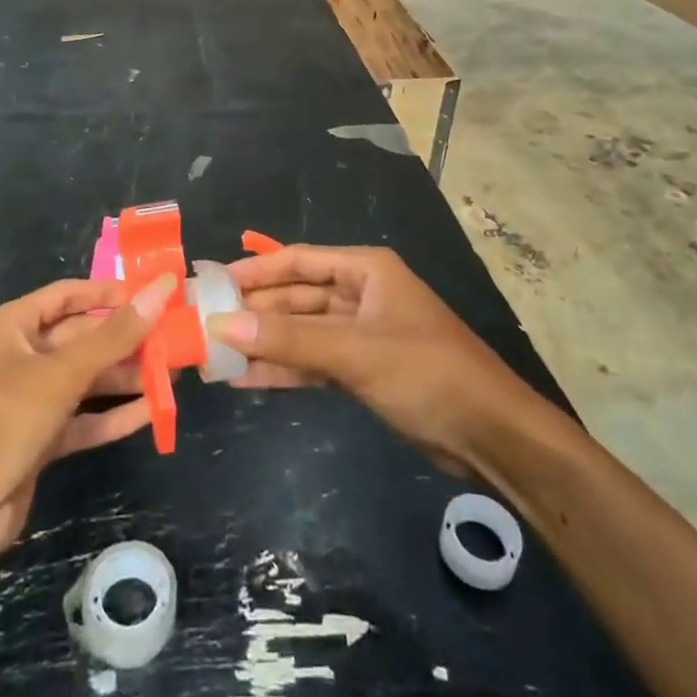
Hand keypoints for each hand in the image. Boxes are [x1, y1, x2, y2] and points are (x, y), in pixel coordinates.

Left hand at [0, 275, 174, 571]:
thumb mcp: (60, 373)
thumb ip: (114, 336)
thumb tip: (161, 290)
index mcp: (13, 326)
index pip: (69, 295)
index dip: (110, 293)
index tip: (154, 295)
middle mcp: (20, 357)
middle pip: (82, 338)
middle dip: (126, 338)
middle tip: (175, 337)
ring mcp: (29, 402)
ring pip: (86, 380)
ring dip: (125, 377)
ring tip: (173, 373)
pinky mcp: (38, 442)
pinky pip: (83, 420)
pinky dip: (113, 416)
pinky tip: (152, 412)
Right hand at [209, 246, 530, 478]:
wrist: (491, 436)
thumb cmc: (426, 372)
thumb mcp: (354, 352)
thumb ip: (288, 340)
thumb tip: (221, 326)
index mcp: (366, 270)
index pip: (298, 260)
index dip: (255, 270)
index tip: (213, 282)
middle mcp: (362, 294)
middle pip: (297, 296)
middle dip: (256, 311)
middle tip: (206, 323)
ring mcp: (362, 334)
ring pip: (303, 332)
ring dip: (265, 343)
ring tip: (216, 354)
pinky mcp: (364, 370)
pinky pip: (315, 362)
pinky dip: (285, 369)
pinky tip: (248, 379)